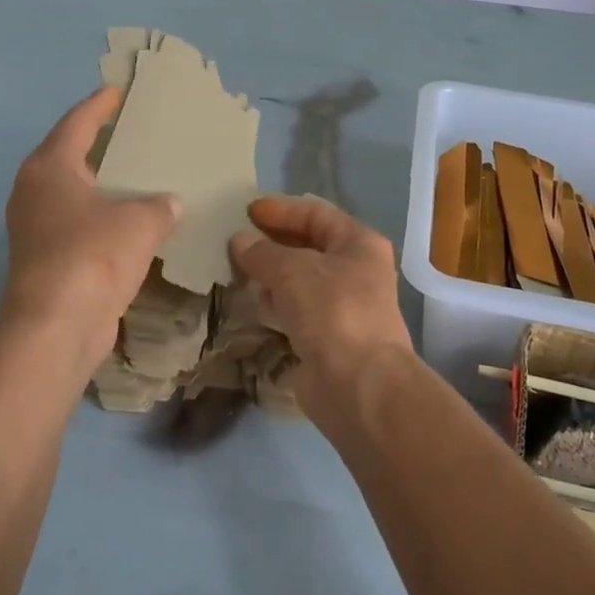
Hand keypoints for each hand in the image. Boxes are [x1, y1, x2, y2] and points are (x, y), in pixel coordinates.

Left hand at [1, 87, 179, 367]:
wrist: (57, 325)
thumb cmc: (94, 255)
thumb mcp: (140, 221)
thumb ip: (160, 205)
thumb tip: (169, 204)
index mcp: (50, 167)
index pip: (77, 122)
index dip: (100, 105)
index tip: (118, 91)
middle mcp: (34, 192)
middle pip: (70, 155)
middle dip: (100, 144)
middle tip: (133, 132)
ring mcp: (35, 228)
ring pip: (74, 194)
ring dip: (103, 186)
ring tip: (138, 176)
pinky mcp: (46, 260)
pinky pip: (79, 225)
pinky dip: (103, 218)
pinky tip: (132, 223)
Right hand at [230, 197, 413, 389]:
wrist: (358, 384)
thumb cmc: (332, 310)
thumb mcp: (292, 270)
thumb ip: (262, 252)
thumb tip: (240, 241)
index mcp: (359, 243)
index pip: (316, 214)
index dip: (281, 210)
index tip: (246, 211)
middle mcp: (356, 270)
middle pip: (310, 246)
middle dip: (273, 242)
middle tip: (235, 240)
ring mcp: (344, 306)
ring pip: (302, 280)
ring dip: (272, 274)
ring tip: (237, 270)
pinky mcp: (329, 337)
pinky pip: (298, 310)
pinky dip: (276, 304)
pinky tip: (254, 303)